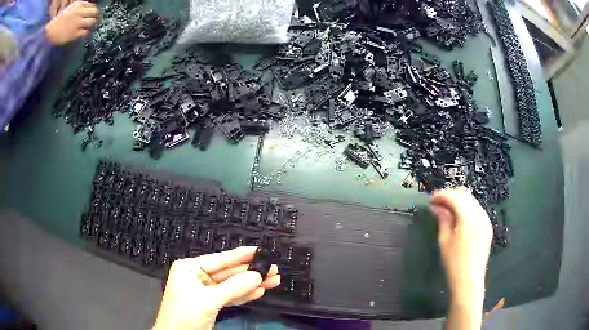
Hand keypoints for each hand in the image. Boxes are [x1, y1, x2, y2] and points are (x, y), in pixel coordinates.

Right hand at [45, 1, 98, 45]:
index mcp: (78, 5)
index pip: (92, 5)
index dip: (93, 10)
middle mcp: (79, 12)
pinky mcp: (75, 34)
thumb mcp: (69, 9)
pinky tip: (86, 34)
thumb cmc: (58, 21)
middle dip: (96, 16)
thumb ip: (78, 8)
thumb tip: (87, 9)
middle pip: (94, 12)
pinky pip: (86, 32)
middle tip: (95, 20)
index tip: (93, 14)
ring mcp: (77, 23)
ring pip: (92, 21)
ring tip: (91, 27)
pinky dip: (87, 33)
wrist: (49, 33)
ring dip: (92, 25)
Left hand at [153, 247, 280, 329]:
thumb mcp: (208, 300)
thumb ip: (233, 287)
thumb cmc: (185, 314)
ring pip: (231, 285)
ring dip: (251, 284)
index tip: (262, 250)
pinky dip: (243, 295)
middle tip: (273, 269)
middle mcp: (197, 276)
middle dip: (251, 272)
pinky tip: (258, 292)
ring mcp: (204, 291)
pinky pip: (229, 296)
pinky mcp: (210, 303)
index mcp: (190, 268)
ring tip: (273, 280)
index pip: (220, 259)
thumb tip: (258, 275)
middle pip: (228, 272)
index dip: (242, 255)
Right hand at [430, 187, 491, 328]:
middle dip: (450, 195)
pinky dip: (466, 208)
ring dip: (459, 201)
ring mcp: (486, 219)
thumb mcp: (444, 240)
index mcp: (469, 217)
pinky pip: (476, 210)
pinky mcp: (487, 226)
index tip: (430, 201)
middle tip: (437, 204)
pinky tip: (458, 217)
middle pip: (465, 195)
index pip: (455, 197)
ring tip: (446, 210)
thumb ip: (442, 220)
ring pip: (472, 201)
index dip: (441, 195)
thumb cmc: (454, 262)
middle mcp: (480, 214)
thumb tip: (436, 207)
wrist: (469, 280)